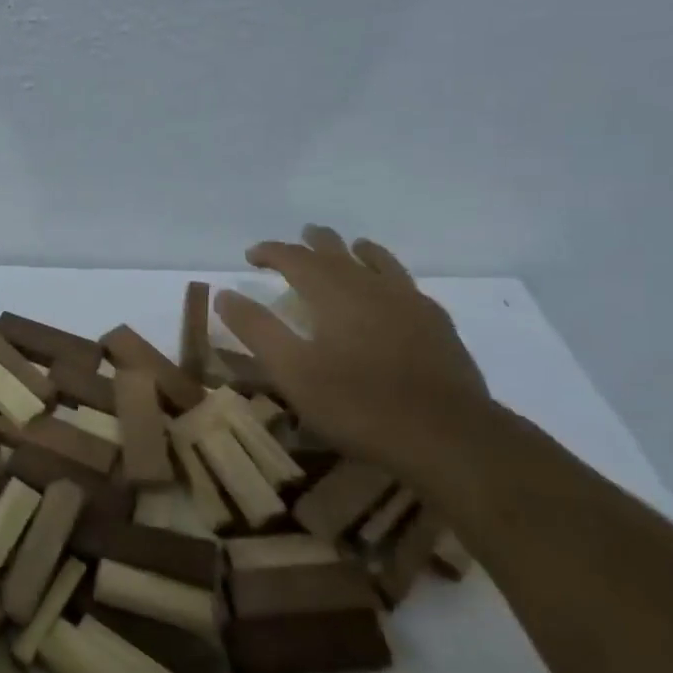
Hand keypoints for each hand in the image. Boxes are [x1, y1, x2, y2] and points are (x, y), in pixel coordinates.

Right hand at [216, 226, 493, 470]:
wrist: (447, 435)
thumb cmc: (358, 404)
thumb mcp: (292, 371)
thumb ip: (257, 329)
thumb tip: (225, 294)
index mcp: (333, 293)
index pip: (295, 258)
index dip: (271, 252)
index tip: (251, 255)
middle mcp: (371, 287)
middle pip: (338, 253)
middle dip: (314, 243)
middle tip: (300, 237)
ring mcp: (410, 303)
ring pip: (379, 263)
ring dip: (357, 252)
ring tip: (351, 247)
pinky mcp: (436, 325)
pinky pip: (406, 284)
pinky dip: (390, 275)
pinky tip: (394, 289)